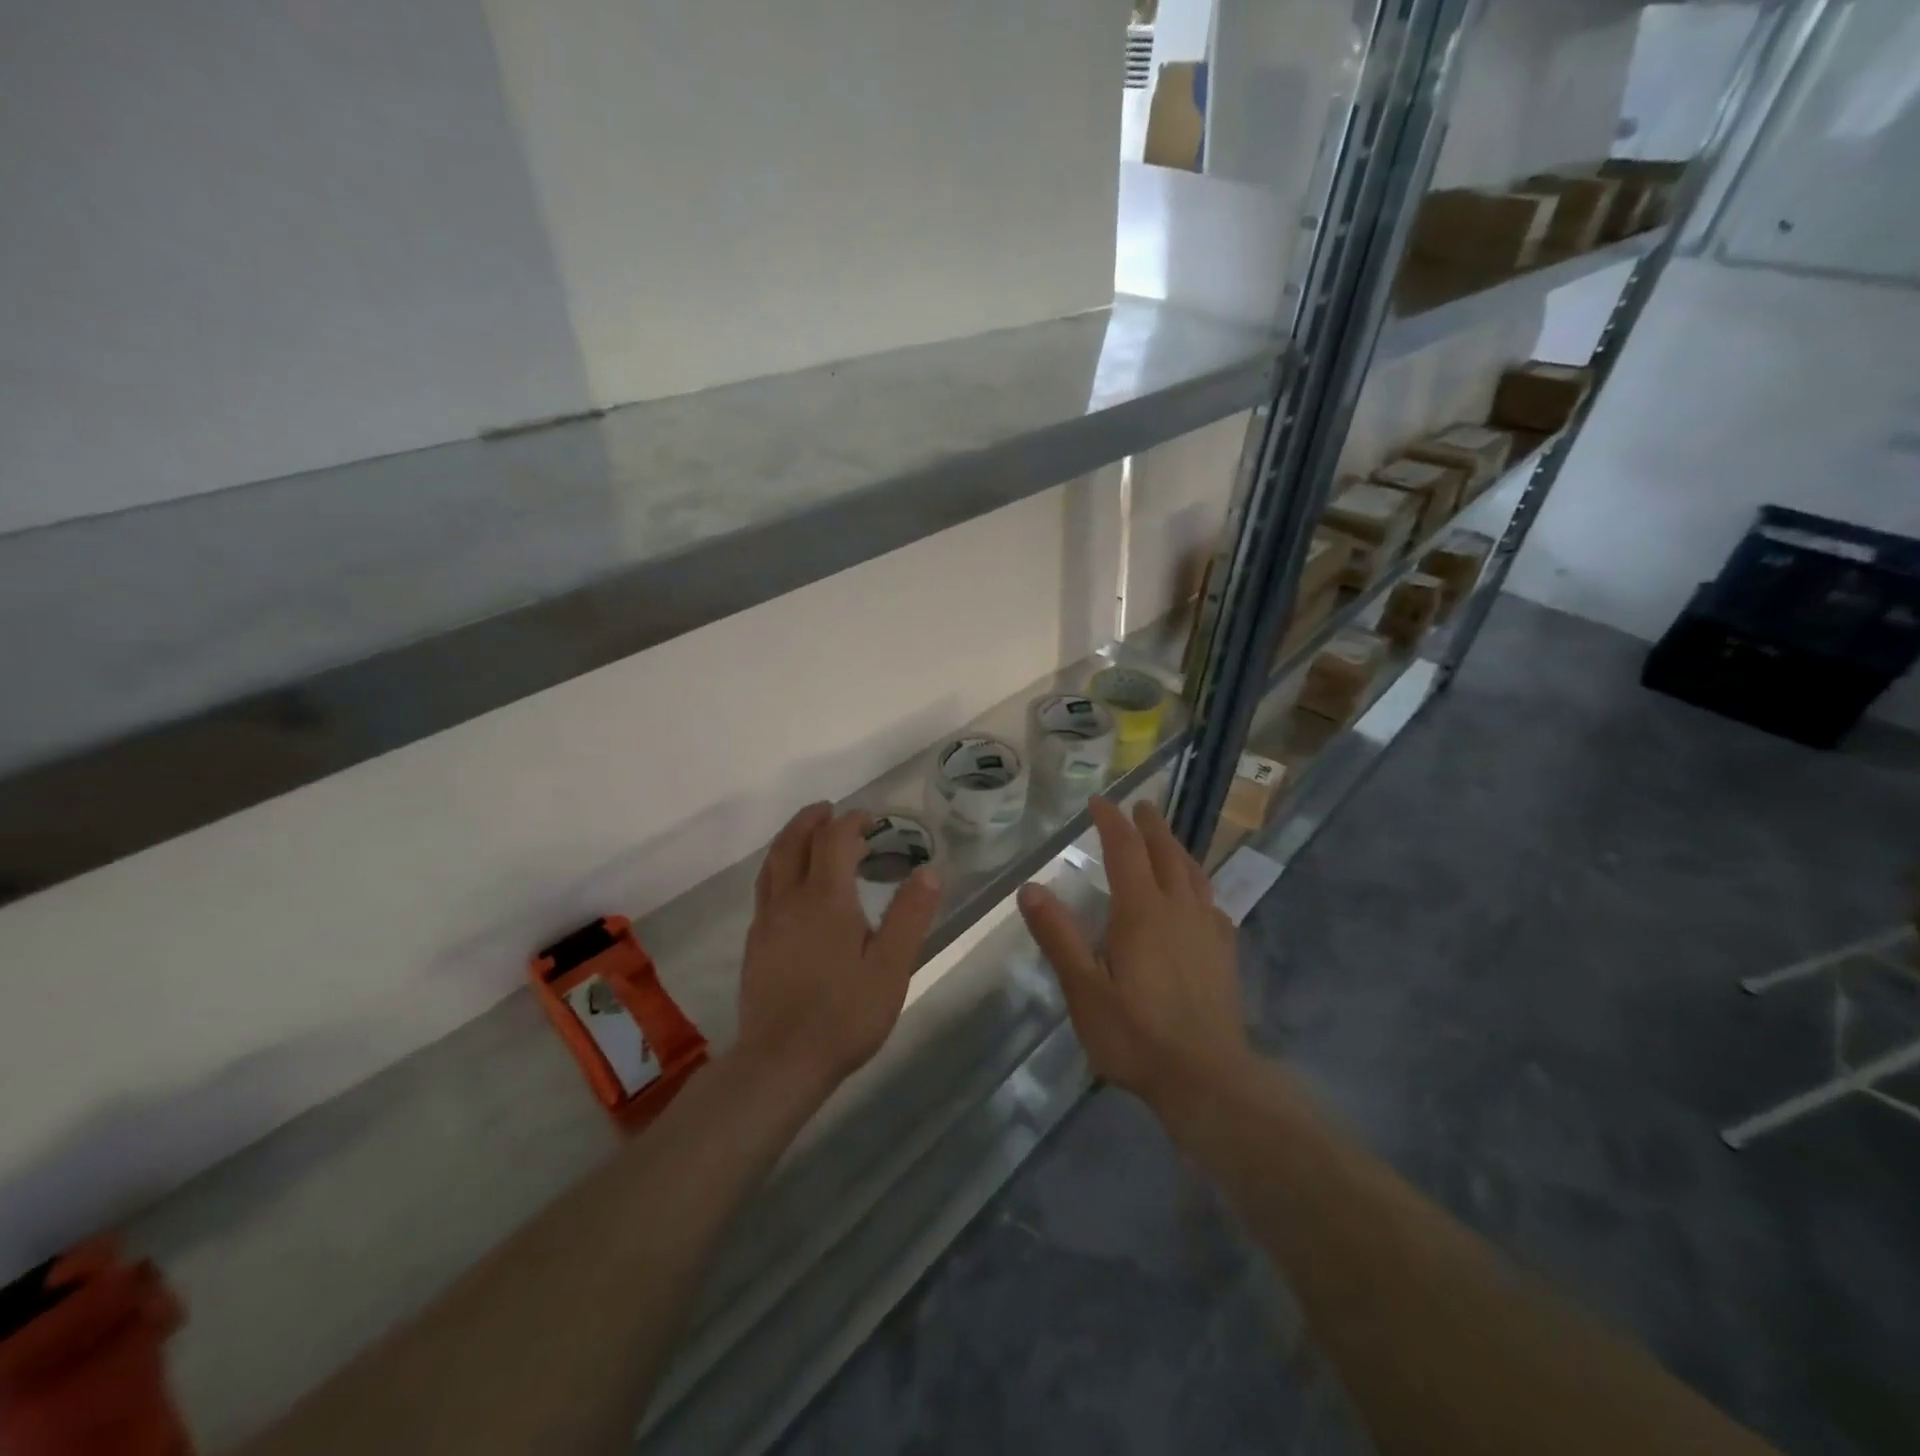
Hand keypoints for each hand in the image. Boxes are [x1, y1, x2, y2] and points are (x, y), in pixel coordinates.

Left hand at [736, 803, 941, 1096]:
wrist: (781, 1062)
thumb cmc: (844, 1014)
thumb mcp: (891, 968)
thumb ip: (910, 916)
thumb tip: (929, 871)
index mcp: (826, 899)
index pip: (834, 840)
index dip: (851, 822)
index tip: (869, 818)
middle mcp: (790, 900)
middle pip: (794, 843)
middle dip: (813, 821)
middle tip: (831, 810)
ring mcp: (766, 922)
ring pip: (773, 864)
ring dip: (790, 839)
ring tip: (807, 834)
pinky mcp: (755, 944)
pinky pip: (765, 889)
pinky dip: (779, 868)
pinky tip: (790, 887)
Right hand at [1016, 798, 1252, 1115]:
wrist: (1207, 1078)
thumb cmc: (1136, 1035)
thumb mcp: (1084, 989)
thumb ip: (1058, 936)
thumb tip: (1030, 888)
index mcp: (1141, 911)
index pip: (1125, 850)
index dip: (1111, 821)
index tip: (1099, 801)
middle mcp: (1178, 909)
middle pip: (1166, 853)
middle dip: (1150, 826)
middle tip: (1140, 806)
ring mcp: (1207, 930)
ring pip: (1193, 874)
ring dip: (1177, 849)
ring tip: (1167, 839)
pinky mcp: (1224, 954)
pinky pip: (1212, 903)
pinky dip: (1200, 886)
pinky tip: (1199, 898)